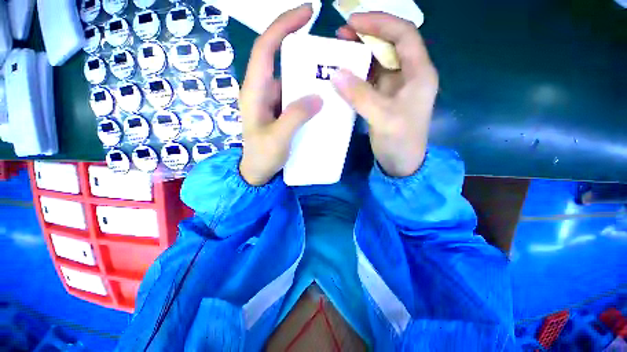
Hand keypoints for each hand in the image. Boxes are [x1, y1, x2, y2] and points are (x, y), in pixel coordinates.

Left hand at [239, 5, 322, 185]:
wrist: (257, 173)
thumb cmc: (261, 157)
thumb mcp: (277, 139)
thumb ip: (295, 117)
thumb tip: (318, 97)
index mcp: (254, 91)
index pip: (267, 47)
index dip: (284, 25)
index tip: (308, 13)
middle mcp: (262, 91)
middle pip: (282, 60)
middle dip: (303, 52)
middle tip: (329, 55)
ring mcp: (273, 102)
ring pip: (291, 80)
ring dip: (309, 77)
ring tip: (331, 78)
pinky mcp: (281, 112)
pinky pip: (296, 96)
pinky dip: (309, 94)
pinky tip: (322, 99)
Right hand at [332, 13, 438, 176]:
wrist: (402, 164)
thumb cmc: (400, 142)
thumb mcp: (383, 118)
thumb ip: (360, 95)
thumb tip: (335, 73)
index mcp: (419, 74)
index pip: (403, 34)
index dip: (380, 23)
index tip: (353, 22)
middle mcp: (409, 76)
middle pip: (389, 46)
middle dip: (366, 37)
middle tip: (340, 36)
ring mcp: (395, 88)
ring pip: (377, 62)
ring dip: (359, 56)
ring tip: (337, 52)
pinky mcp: (383, 100)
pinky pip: (369, 81)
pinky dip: (356, 76)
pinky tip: (342, 76)